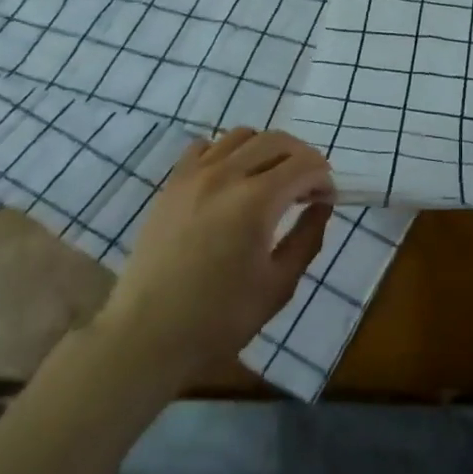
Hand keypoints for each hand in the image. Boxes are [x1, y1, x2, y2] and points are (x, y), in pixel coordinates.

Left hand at [97, 128, 333, 377]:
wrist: (146, 338)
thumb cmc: (219, 319)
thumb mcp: (279, 285)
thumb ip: (308, 238)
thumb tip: (322, 205)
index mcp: (257, 201)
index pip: (305, 164)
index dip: (323, 177)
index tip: (326, 200)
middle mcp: (227, 175)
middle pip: (277, 140)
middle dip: (302, 157)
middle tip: (306, 188)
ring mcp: (194, 175)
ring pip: (242, 135)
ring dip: (266, 149)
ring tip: (270, 179)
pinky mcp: (172, 184)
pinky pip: (205, 146)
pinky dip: (227, 152)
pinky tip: (231, 179)